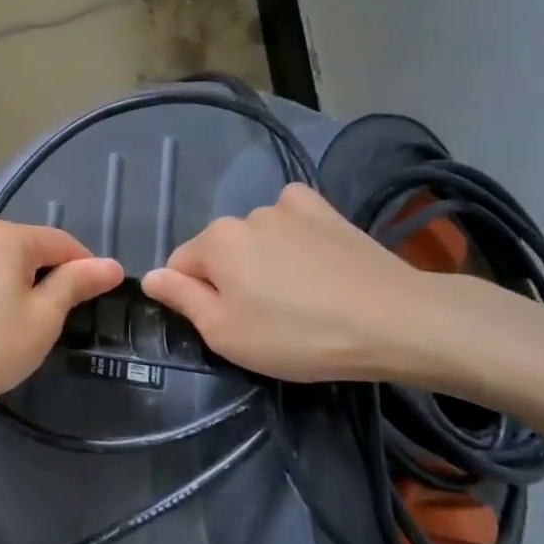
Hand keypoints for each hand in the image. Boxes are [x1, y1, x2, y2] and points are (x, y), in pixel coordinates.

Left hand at [0, 221, 122, 423]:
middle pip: (30, 244)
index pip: (62, 243)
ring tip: (26, 302)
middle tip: (62, 311)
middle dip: (52, 269)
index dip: (86, 267)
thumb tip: (111, 265)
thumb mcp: (45, 317)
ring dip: (19, 268)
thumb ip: (76, 283)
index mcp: (8, 236)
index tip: (98, 296)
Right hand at [140, 183, 437, 381]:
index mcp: (215, 242)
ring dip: (264, 259)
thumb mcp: (226, 334)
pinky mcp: (326, 210)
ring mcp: (288, 207)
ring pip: (255, 237)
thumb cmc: (299, 335)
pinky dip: (293, 234)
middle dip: (230, 278)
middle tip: (266, 319)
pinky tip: (314, 258)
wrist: (395, 320)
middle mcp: (244, 214)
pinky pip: (292, 218)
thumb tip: (149, 276)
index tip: (229, 326)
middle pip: (219, 250)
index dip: (195, 298)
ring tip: (301, 296)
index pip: (179, 266)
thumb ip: (182, 300)